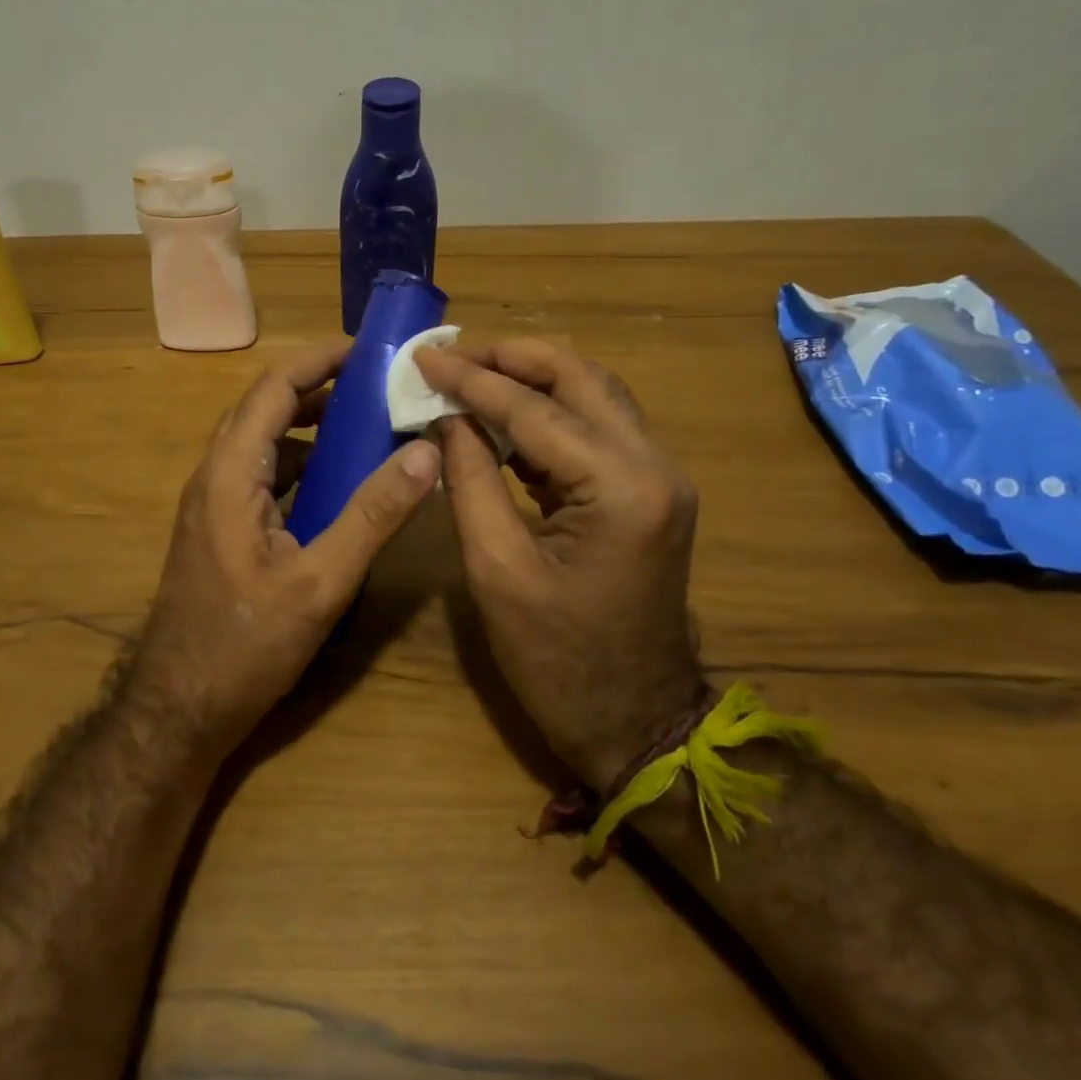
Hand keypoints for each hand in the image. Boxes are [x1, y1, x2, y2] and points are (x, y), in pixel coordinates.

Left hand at [128, 338, 441, 757]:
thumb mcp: (320, 582)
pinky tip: (337, 487)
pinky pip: (263, 478)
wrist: (180, 708)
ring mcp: (214, 504)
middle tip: (378, 388)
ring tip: (367, 429)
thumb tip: (425, 453)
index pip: (273, 389)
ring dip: (311, 430)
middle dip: (320, 390)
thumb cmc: (245, 645)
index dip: (318, 360)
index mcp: (230, 473)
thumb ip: (372, 515)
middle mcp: (215, 476)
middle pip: (266, 410)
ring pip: (265, 445)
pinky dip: (301, 467)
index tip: (368, 350)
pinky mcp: (221, 530)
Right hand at [415, 340, 704, 792]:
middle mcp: (653, 465)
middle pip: (580, 377)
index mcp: (620, 487)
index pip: (534, 408)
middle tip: (450, 356)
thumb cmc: (559, 662)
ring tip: (469, 374)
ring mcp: (658, 476)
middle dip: (510, 358)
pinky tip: (501, 417)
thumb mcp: (497, 571)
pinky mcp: (646, 491)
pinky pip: (595, 428)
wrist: (638, 723)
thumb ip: (470, 480)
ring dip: (530, 378)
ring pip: (592, 394)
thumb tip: (445, 417)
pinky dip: (547, 412)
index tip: (422, 356)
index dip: (471, 379)